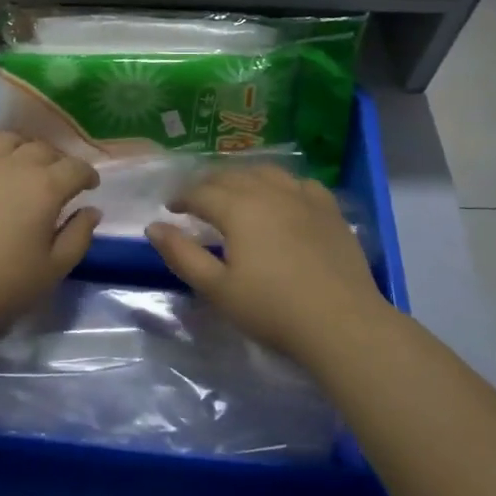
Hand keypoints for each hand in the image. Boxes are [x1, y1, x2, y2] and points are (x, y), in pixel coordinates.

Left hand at [0, 132, 99, 338]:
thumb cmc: (3, 286)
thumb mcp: (54, 269)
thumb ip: (78, 236)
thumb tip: (91, 210)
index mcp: (45, 188)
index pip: (76, 167)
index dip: (87, 175)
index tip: (89, 186)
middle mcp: (13, 166)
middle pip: (42, 148)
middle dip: (56, 161)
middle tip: (56, 182)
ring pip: (5, 139)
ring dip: (19, 149)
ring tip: (19, 167)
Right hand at [147, 164, 386, 355]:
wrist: (342, 323)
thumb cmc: (272, 309)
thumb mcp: (217, 289)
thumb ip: (182, 255)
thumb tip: (154, 226)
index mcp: (238, 208)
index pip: (200, 193)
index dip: (181, 198)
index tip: (170, 209)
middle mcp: (269, 192)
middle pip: (231, 176)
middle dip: (207, 184)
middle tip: (196, 199)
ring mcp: (303, 197)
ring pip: (266, 172)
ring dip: (243, 177)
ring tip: (235, 192)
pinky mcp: (329, 211)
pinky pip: (301, 184)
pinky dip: (282, 185)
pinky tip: (282, 198)